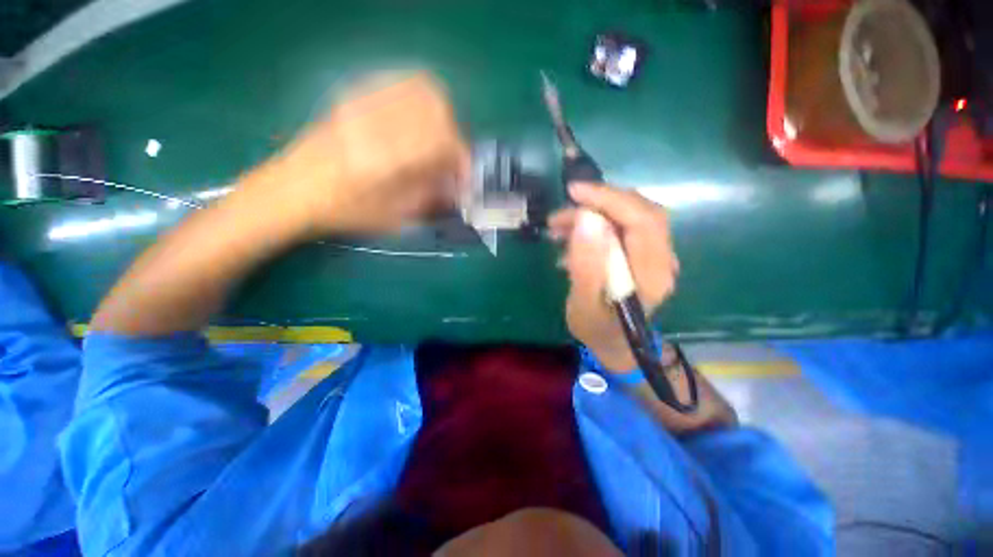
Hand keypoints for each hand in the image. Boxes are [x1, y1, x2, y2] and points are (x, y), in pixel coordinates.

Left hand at [252, 72, 469, 236]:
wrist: (291, 191)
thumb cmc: (344, 212)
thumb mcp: (394, 216)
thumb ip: (431, 196)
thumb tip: (457, 186)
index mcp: (389, 154)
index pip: (444, 139)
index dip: (462, 158)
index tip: (464, 177)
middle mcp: (379, 118)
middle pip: (436, 103)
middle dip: (452, 131)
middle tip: (449, 156)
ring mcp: (364, 101)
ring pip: (419, 86)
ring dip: (438, 112)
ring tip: (435, 139)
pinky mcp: (355, 96)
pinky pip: (398, 83)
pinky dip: (418, 100)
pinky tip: (415, 123)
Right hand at [549, 183, 678, 371]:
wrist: (612, 343)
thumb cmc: (596, 328)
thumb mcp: (583, 304)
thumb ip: (586, 266)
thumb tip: (587, 220)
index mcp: (652, 274)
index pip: (642, 220)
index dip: (610, 199)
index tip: (574, 192)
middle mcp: (662, 258)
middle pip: (639, 211)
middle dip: (600, 202)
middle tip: (564, 210)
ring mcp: (653, 254)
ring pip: (628, 215)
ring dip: (593, 213)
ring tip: (558, 225)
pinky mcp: (641, 253)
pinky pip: (621, 226)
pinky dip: (595, 223)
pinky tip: (570, 234)